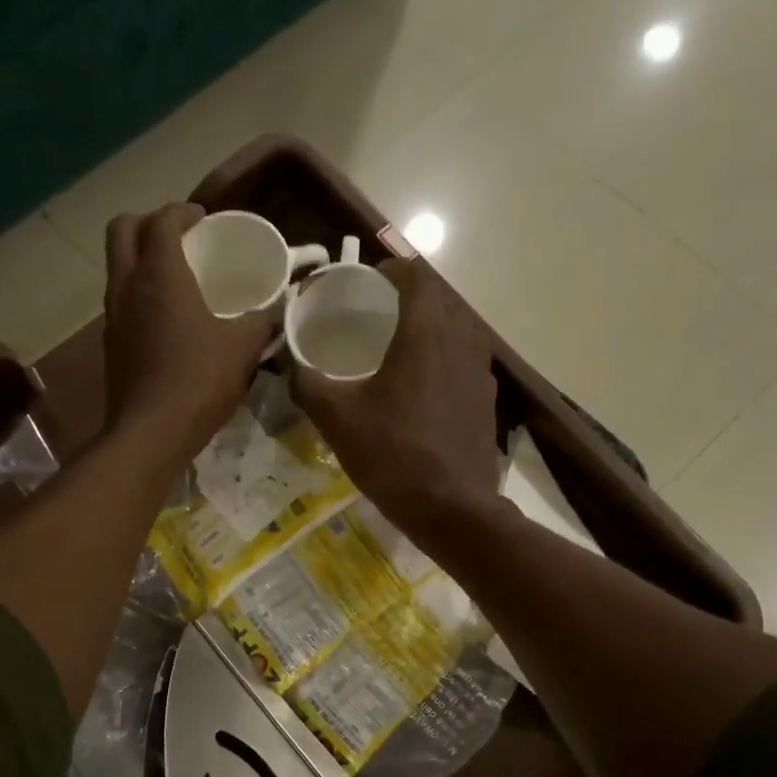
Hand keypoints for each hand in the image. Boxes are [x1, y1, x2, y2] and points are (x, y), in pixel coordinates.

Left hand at [103, 204, 277, 456]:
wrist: (152, 432)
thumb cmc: (199, 381)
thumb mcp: (243, 349)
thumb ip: (261, 323)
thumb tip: (274, 313)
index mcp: (160, 275)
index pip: (162, 220)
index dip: (182, 212)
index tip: (203, 219)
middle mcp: (127, 286)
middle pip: (122, 230)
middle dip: (148, 223)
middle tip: (179, 237)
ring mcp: (113, 316)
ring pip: (117, 267)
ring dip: (141, 260)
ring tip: (175, 277)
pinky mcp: (111, 345)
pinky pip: (121, 301)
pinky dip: (139, 294)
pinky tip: (167, 319)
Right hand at [292, 258, 502, 540]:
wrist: (451, 507)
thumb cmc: (393, 454)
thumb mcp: (337, 419)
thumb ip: (308, 384)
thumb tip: (290, 365)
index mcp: (426, 331)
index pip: (416, 274)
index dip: (391, 269)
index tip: (367, 281)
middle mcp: (461, 339)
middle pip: (437, 299)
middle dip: (407, 298)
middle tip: (375, 313)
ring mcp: (480, 370)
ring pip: (454, 329)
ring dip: (428, 328)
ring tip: (396, 348)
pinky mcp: (486, 399)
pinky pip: (463, 361)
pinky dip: (441, 359)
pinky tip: (419, 388)